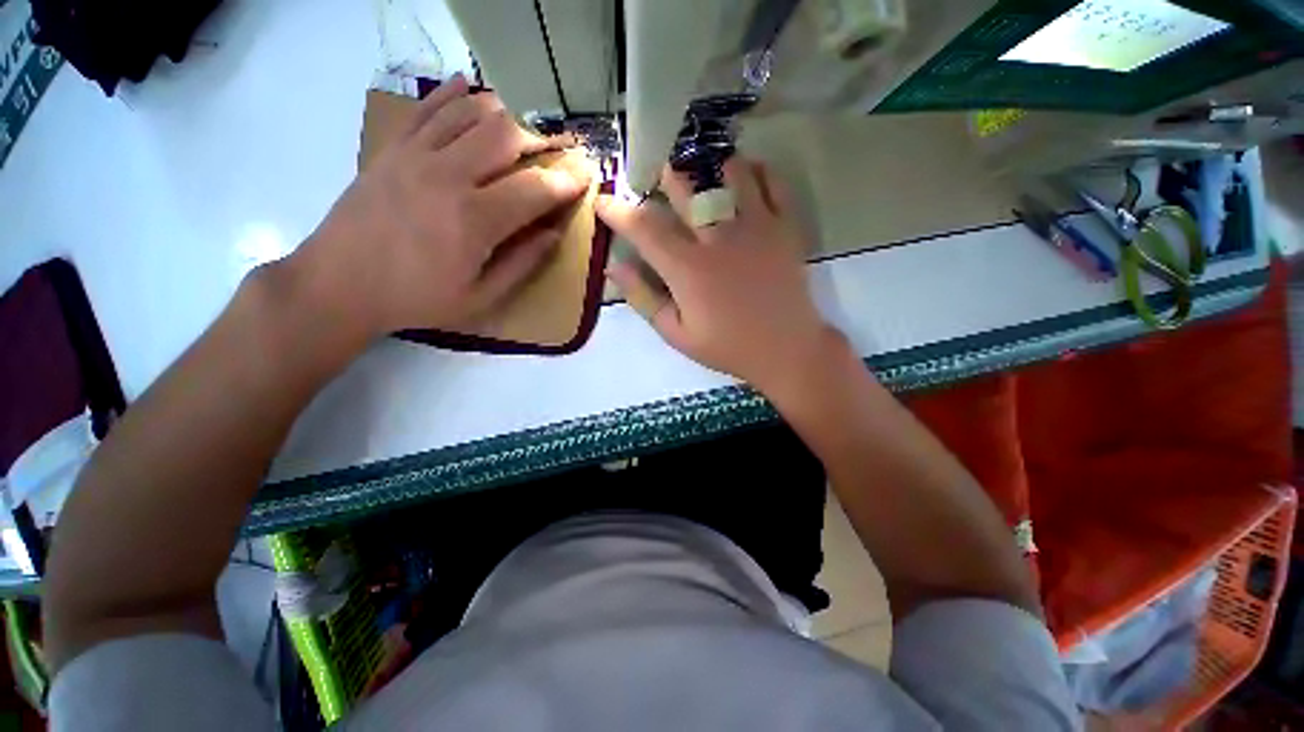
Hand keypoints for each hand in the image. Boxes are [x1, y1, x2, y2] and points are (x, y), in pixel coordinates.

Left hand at [295, 74, 590, 339]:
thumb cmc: (417, 299)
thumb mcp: (480, 298)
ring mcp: (415, 155)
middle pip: (505, 135)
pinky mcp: (392, 149)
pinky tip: (469, 89)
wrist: (338, 284)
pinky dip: (453, 95)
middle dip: (539, 140)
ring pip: (469, 113)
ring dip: (503, 115)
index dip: (566, 181)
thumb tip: (554, 234)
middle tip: (554, 152)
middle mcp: (447, 176)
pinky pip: (426, 109)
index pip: (534, 188)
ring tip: (520, 128)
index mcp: (474, 220)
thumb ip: (522, 264)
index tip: (585, 176)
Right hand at [597, 159, 839, 391]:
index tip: (604, 201)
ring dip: (710, 168)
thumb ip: (643, 299)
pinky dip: (758, 171)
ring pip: (730, 175)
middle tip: (655, 177)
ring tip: (703, 172)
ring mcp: (756, 228)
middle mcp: (719, 238)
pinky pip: (773, 184)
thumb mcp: (676, 334)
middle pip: (685, 190)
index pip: (644, 228)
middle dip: (663, 178)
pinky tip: (747, 174)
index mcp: (688, 269)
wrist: (786, 350)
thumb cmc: (727, 346)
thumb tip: (614, 267)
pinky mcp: (785, 228)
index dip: (618, 211)